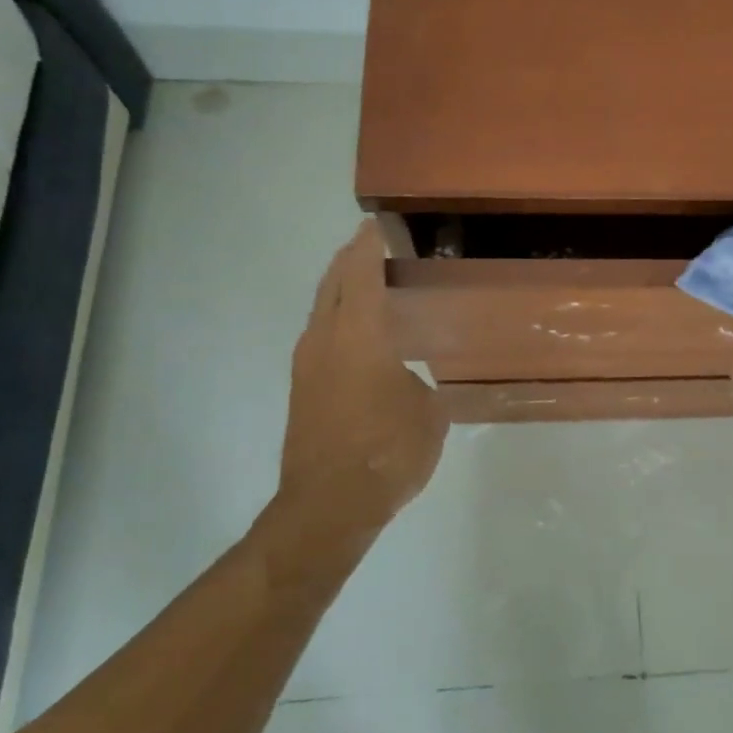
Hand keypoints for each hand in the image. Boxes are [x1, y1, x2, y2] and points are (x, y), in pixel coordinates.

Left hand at [273, 220, 446, 539]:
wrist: (328, 506)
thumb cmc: (387, 452)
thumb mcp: (429, 414)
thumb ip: (425, 385)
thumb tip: (418, 380)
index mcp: (358, 335)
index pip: (360, 274)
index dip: (369, 246)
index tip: (378, 226)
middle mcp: (325, 340)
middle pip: (332, 284)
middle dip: (349, 260)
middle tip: (373, 247)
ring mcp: (308, 366)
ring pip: (322, 311)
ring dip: (341, 291)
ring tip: (370, 286)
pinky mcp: (303, 390)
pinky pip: (321, 337)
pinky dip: (339, 321)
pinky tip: (362, 337)